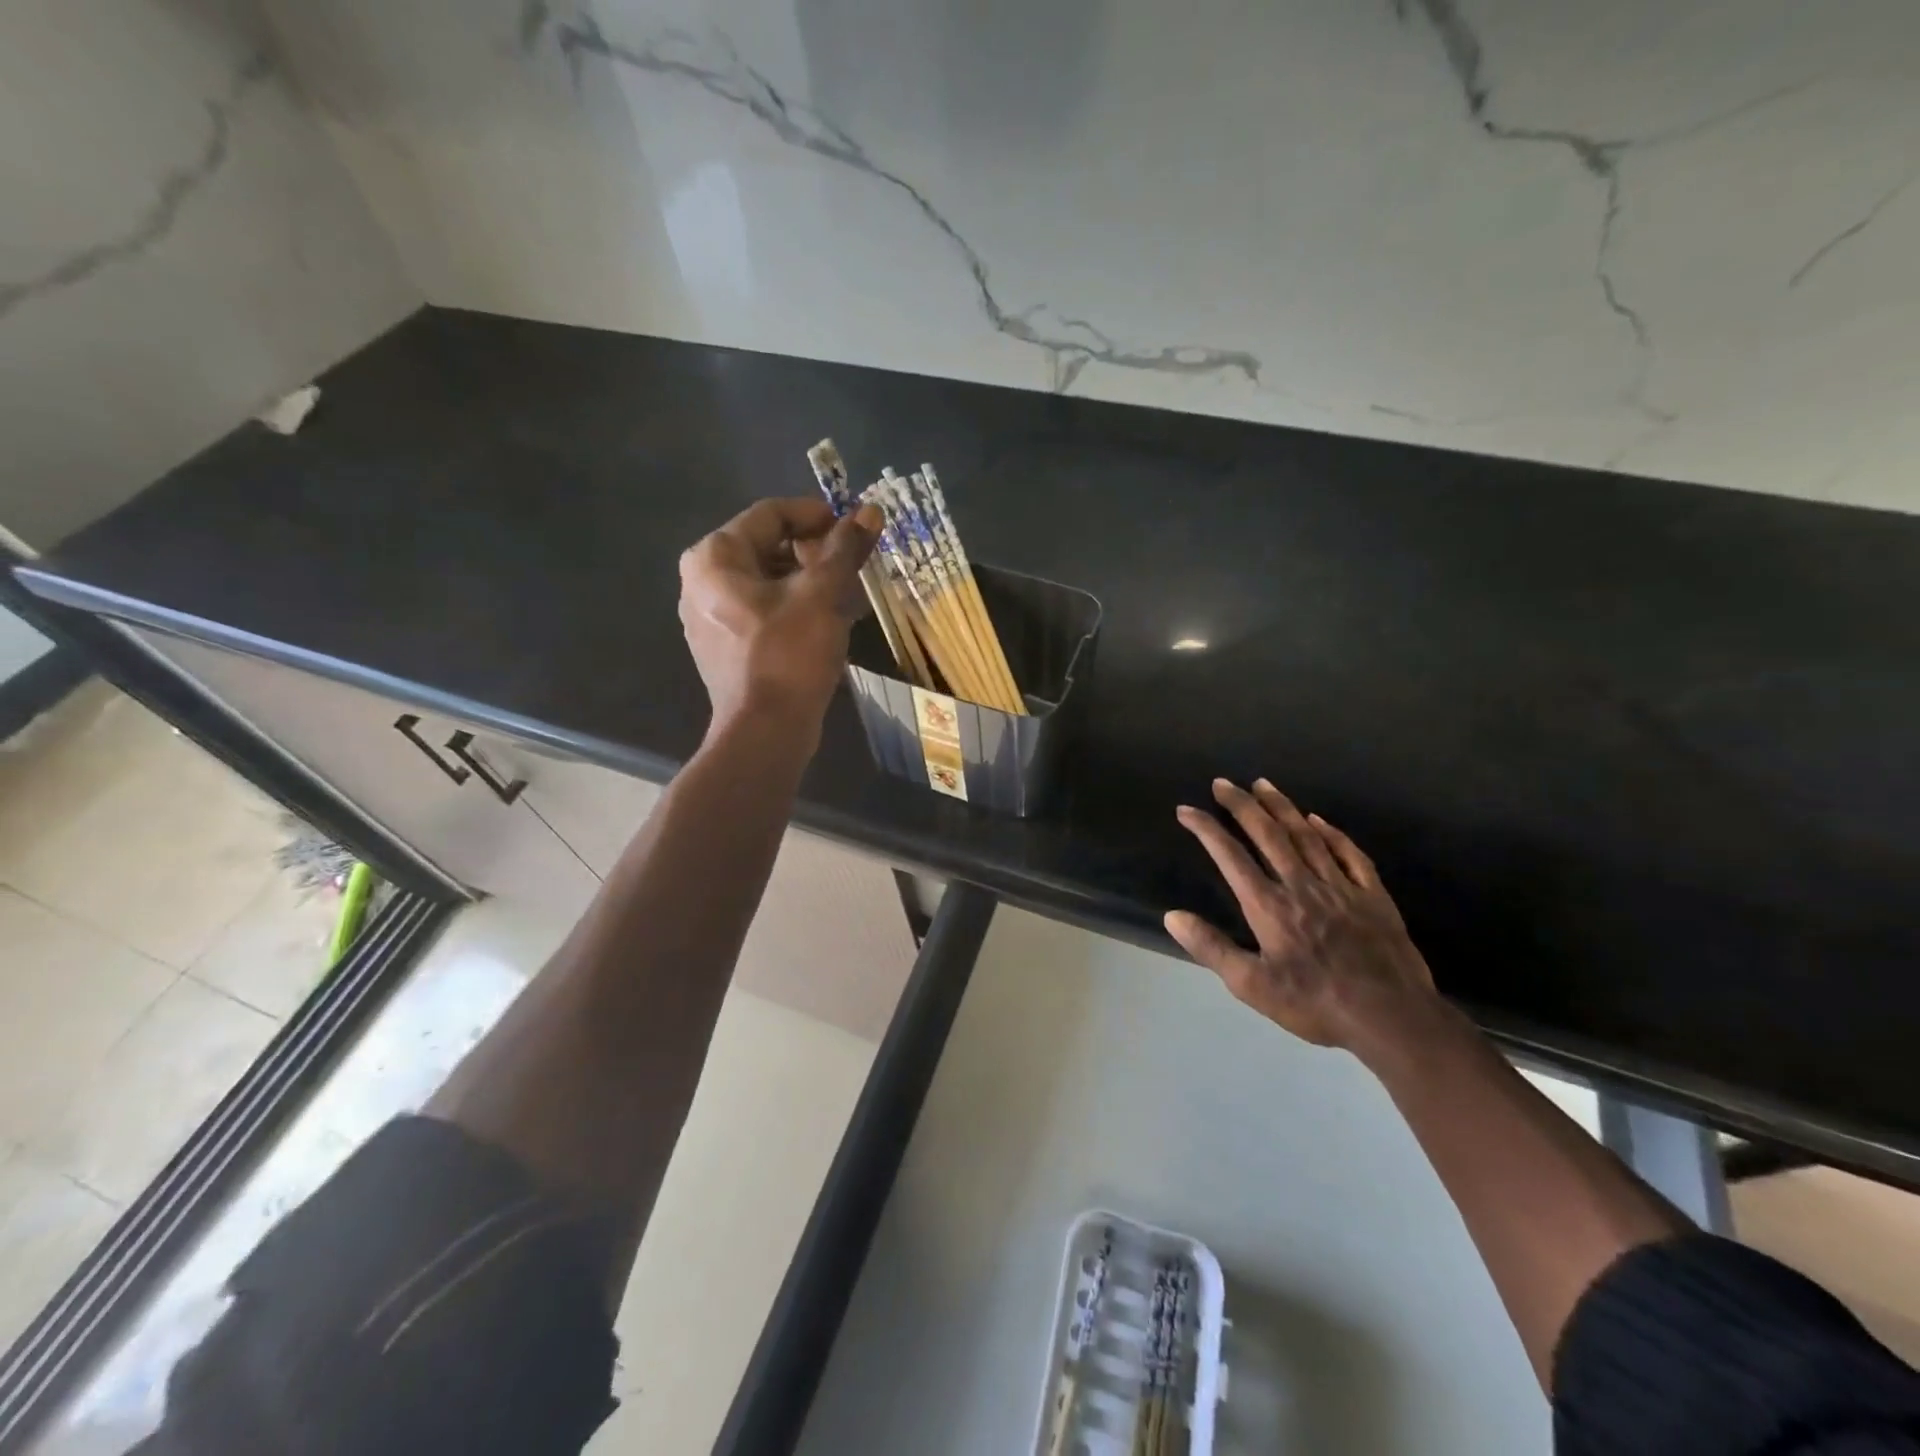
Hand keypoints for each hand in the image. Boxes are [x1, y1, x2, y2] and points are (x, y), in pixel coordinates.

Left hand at [678, 497, 879, 736]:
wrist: (766, 732)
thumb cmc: (788, 654)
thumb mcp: (822, 595)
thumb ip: (844, 549)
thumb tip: (870, 511)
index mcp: (714, 558)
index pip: (771, 515)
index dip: (818, 515)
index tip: (855, 528)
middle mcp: (702, 581)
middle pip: (769, 547)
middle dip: (817, 553)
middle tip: (856, 565)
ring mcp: (711, 617)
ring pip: (770, 582)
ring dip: (813, 582)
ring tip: (852, 594)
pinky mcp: (727, 648)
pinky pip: (766, 612)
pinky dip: (798, 609)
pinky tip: (833, 622)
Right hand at [1165, 778, 1441, 1056]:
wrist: (1392, 1018)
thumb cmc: (1316, 1004)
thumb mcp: (1252, 986)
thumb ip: (1211, 948)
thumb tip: (1172, 915)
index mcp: (1269, 906)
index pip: (1230, 856)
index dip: (1206, 829)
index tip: (1186, 810)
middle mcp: (1301, 885)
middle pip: (1268, 834)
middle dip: (1242, 805)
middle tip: (1223, 782)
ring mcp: (1341, 887)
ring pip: (1306, 836)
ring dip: (1282, 807)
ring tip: (1263, 784)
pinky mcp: (1373, 897)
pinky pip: (1350, 855)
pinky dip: (1332, 833)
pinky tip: (1319, 820)